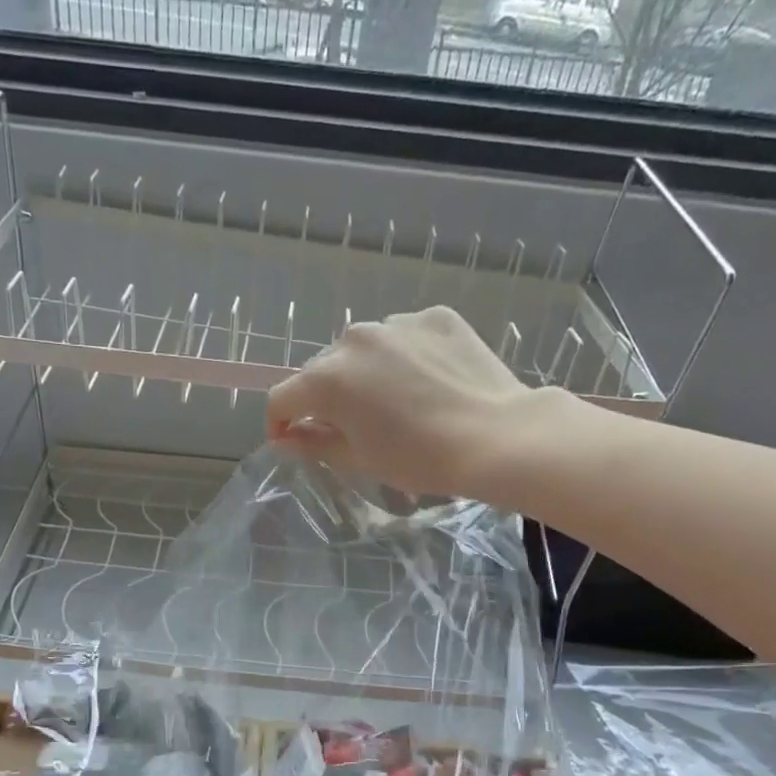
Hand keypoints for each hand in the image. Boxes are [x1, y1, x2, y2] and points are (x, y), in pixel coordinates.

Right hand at [266, 305, 577, 500]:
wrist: (496, 437)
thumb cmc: (419, 459)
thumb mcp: (358, 459)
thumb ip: (313, 443)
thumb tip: (286, 438)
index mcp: (329, 379)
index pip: (283, 398)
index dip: (279, 423)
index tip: (290, 441)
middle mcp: (354, 339)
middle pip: (321, 370)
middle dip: (324, 398)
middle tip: (349, 427)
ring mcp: (397, 323)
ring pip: (362, 350)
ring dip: (363, 374)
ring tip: (393, 403)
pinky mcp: (434, 317)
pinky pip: (402, 338)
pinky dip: (402, 358)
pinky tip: (425, 383)